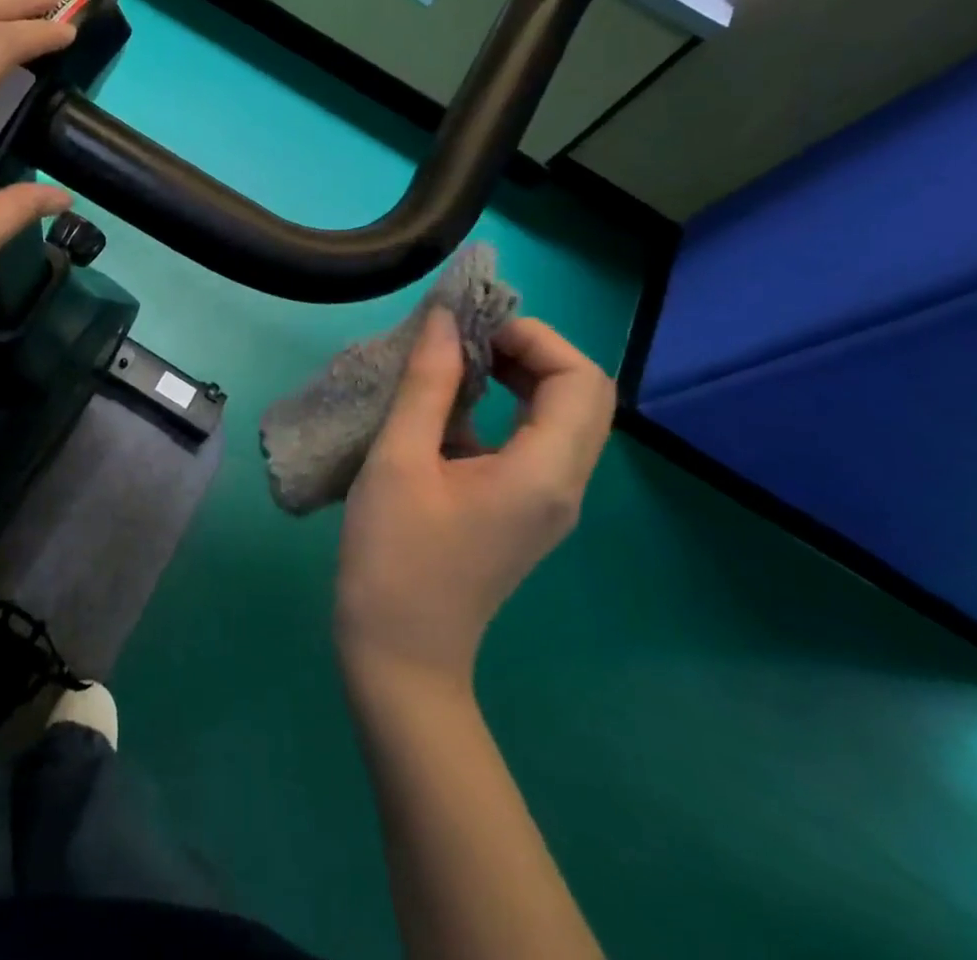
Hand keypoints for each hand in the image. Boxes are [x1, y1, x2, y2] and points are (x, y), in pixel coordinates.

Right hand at [335, 309, 614, 689]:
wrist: (399, 656)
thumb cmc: (394, 557)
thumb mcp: (399, 459)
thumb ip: (428, 384)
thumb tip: (446, 319)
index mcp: (543, 474)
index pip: (581, 379)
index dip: (534, 338)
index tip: (472, 330)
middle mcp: (562, 486)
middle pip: (581, 395)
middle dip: (529, 351)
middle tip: (466, 340)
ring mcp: (547, 503)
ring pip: (560, 417)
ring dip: (516, 377)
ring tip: (453, 364)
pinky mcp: (523, 512)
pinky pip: (532, 443)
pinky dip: (502, 410)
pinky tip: (445, 409)